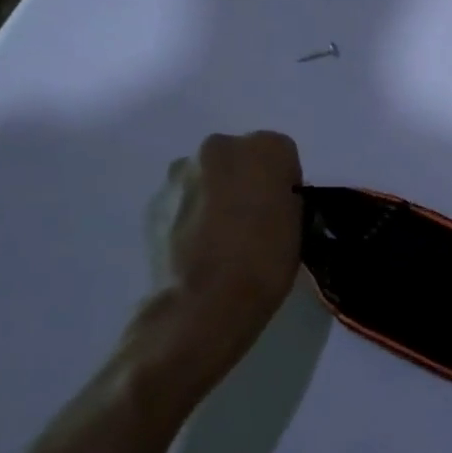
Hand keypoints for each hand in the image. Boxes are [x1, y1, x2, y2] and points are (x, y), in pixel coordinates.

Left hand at [119, 131, 302, 415]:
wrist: (202, 304)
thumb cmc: (265, 260)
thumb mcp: (299, 222)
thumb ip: (285, 197)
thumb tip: (271, 199)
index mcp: (263, 148)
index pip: (282, 153)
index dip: (285, 182)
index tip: (284, 210)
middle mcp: (218, 148)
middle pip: (240, 157)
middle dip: (247, 180)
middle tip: (255, 219)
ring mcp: (179, 174)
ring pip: (208, 177)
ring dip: (217, 195)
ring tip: (223, 237)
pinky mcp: (152, 202)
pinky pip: (184, 200)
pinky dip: (192, 214)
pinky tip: (200, 247)